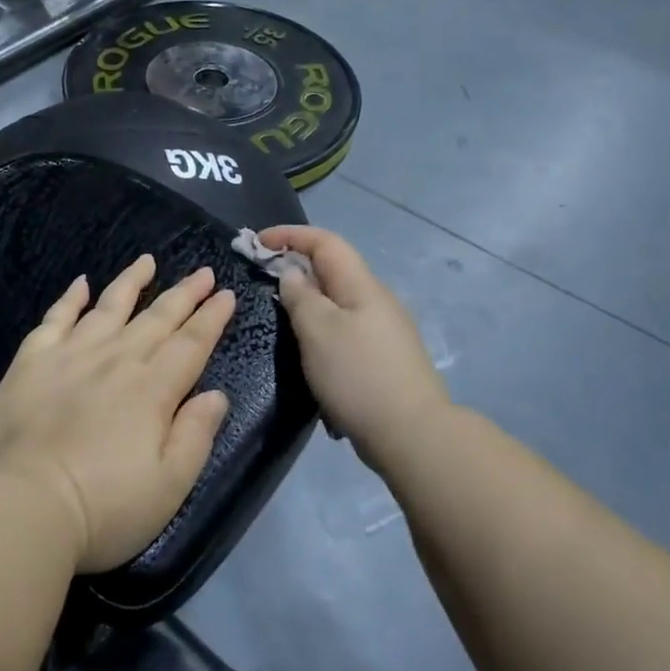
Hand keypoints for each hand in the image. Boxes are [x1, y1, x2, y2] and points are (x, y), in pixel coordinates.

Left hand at [0, 256, 236, 574]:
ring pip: (109, 307)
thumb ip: (196, 435)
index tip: (225, 293)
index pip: (191, 344)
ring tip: (148, 260)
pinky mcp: (31, 362)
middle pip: (157, 318)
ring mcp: (71, 355)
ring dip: (131, 282)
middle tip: (202, 271)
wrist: (21, 506)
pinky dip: (70, 298)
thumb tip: (215, 394)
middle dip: (184, 293)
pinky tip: (81, 283)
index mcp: (152, 389)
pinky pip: (56, 318)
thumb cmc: (103, 508)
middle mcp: (116, 360)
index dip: (211, 318)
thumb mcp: (169, 486)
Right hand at [257, 226, 449, 468]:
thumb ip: (301, 296)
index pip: (325, 242)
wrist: (413, 435)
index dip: (290, 235)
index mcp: (362, 285)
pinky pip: (345, 329)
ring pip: (338, 301)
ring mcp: (384, 331)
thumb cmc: (358, 375)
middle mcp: (376, 300)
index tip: (257, 242)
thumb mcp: (318, 330)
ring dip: (308, 300)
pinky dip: (321, 329)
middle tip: (262, 278)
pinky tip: (310, 354)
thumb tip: (293, 274)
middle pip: (333, 269)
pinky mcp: (384, 359)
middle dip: (296, 266)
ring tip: (281, 316)